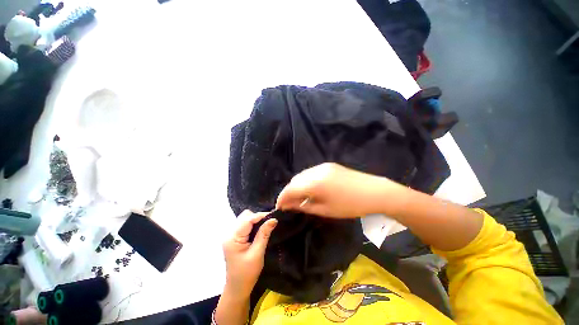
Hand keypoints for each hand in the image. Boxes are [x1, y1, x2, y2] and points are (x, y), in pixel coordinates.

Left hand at [223, 210, 277, 297]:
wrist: (237, 288)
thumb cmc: (247, 273)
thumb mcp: (257, 253)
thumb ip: (264, 234)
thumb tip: (273, 219)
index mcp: (233, 238)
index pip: (247, 219)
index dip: (261, 215)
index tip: (273, 216)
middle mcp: (229, 234)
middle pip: (245, 216)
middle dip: (258, 217)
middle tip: (269, 222)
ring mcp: (231, 236)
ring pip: (244, 219)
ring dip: (255, 220)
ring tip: (265, 226)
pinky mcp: (234, 238)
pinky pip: (244, 225)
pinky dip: (252, 225)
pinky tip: (259, 230)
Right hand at [276, 163, 398, 217]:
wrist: (373, 191)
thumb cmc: (349, 205)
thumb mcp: (325, 210)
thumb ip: (304, 206)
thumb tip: (289, 205)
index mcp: (313, 183)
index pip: (290, 189)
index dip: (282, 198)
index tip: (278, 207)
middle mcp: (314, 171)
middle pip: (294, 180)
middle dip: (288, 192)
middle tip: (288, 204)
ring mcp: (322, 166)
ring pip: (302, 175)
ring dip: (296, 186)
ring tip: (298, 197)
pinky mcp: (328, 165)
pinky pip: (310, 172)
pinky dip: (305, 181)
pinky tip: (309, 188)